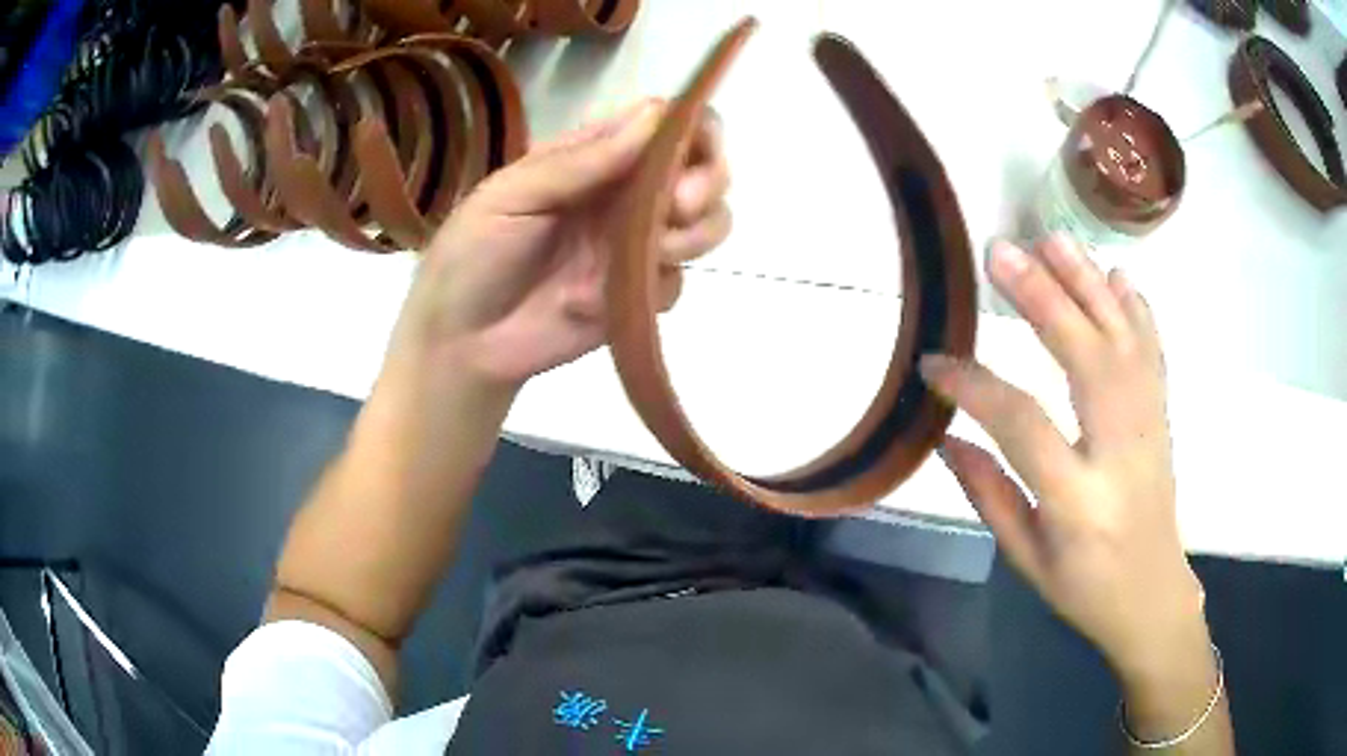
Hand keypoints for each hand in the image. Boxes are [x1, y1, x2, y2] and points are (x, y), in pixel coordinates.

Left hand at [390, 99, 731, 387]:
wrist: (462, 342)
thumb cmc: (472, 254)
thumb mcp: (512, 194)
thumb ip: (581, 161)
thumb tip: (656, 114)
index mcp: (594, 157)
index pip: (666, 125)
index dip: (694, 130)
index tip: (690, 154)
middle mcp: (626, 194)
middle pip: (704, 170)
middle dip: (708, 184)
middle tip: (678, 208)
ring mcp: (636, 246)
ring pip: (707, 226)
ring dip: (694, 236)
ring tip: (653, 254)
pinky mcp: (639, 297)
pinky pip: (675, 284)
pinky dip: (647, 292)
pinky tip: (589, 302)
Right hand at [920, 236, 1205, 679]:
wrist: (1153, 595)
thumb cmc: (1085, 587)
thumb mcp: (1027, 558)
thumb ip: (989, 495)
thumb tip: (946, 437)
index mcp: (1079, 498)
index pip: (1023, 424)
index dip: (975, 387)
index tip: (935, 362)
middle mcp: (1121, 449)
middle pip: (1086, 357)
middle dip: (1043, 298)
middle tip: (1001, 253)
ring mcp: (1149, 426)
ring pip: (1123, 340)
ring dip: (1089, 283)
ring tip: (1053, 240)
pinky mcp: (1162, 416)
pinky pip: (1153, 351)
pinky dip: (1136, 308)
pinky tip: (1117, 275)